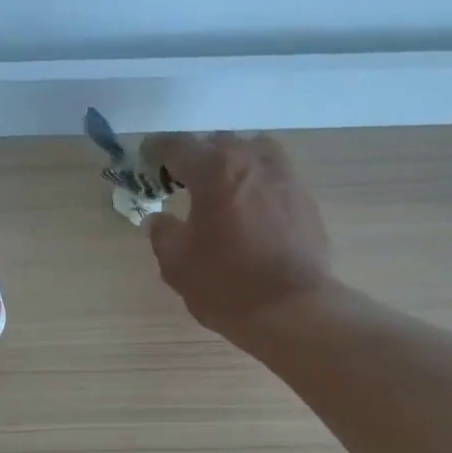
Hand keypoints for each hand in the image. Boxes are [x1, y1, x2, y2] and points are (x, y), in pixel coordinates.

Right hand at [143, 132, 333, 336]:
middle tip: (181, 180)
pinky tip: (248, 210)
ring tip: (219, 190)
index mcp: (215, 170)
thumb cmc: (227, 285)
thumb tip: (159, 219)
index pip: (178, 146)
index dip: (157, 150)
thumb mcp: (177, 264)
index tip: (146, 158)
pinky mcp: (305, 197)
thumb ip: (162, 234)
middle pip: (217, 144)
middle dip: (196, 157)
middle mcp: (252, 160)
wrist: (293, 309)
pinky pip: (272, 176)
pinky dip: (255, 184)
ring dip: (231, 165)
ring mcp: (285, 175)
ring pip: (251, 154)